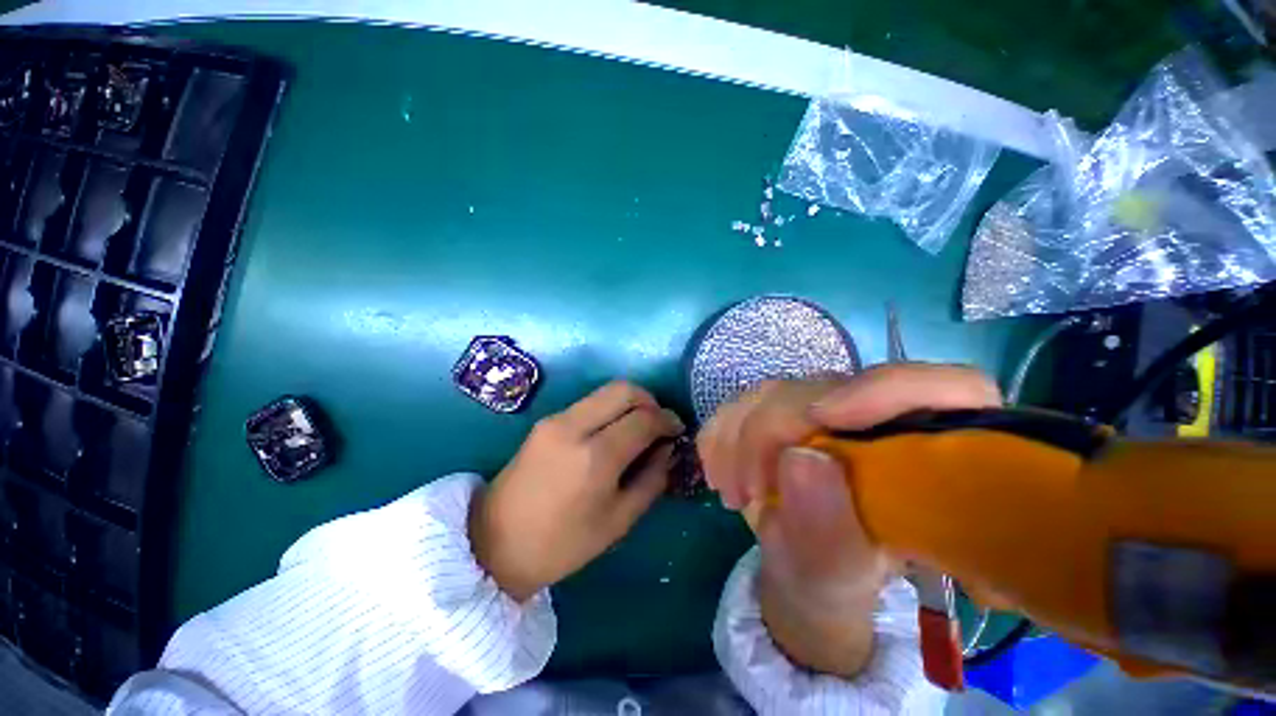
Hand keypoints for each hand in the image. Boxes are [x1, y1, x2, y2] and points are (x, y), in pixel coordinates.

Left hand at [470, 381, 683, 601]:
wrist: (493, 544)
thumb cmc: (561, 544)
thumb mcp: (618, 521)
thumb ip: (651, 480)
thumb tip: (668, 449)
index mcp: (596, 457)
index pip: (644, 419)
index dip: (667, 420)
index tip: (678, 430)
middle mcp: (575, 426)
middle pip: (625, 389)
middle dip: (651, 401)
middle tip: (659, 424)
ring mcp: (557, 419)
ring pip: (606, 391)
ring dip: (630, 403)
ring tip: (639, 428)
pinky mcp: (546, 420)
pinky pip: (589, 403)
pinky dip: (610, 409)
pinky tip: (613, 433)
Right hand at [698, 364, 1000, 674]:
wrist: (797, 565)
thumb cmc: (835, 575)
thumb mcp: (838, 574)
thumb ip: (830, 530)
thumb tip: (800, 459)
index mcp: (930, 457)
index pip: (947, 389)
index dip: (887, 391)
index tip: (823, 418)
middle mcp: (877, 417)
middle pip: (827, 390)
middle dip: (772, 433)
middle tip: (749, 492)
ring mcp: (825, 406)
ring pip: (774, 392)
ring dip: (737, 439)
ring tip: (732, 494)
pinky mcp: (782, 408)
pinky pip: (742, 403)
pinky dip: (721, 435)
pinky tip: (719, 473)